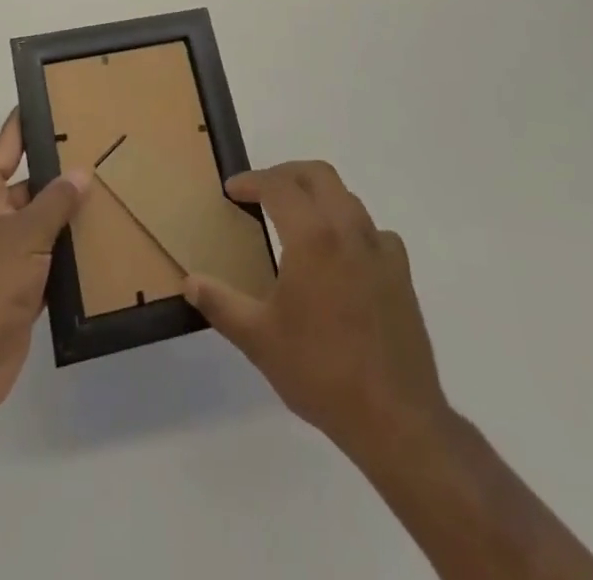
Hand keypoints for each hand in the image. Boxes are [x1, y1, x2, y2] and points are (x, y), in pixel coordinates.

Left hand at [0, 110, 88, 426]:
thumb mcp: (25, 234)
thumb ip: (56, 201)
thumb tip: (80, 173)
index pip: (7, 145)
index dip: (29, 124)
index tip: (54, 101)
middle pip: (27, 184)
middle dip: (60, 175)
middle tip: (103, 152)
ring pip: (37, 223)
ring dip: (66, 217)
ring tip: (111, 193)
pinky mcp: (10, 286)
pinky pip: (42, 258)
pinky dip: (64, 253)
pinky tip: (100, 243)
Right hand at [185, 161, 449, 459]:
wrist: (395, 418)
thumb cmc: (320, 371)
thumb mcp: (258, 339)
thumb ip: (221, 303)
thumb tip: (191, 282)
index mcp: (312, 236)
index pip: (278, 185)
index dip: (251, 181)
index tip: (232, 190)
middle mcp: (348, 229)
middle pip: (317, 174)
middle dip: (285, 174)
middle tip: (261, 191)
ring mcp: (380, 249)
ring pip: (346, 197)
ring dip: (317, 195)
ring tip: (295, 220)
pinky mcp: (401, 273)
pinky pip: (371, 230)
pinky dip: (348, 226)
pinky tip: (339, 256)